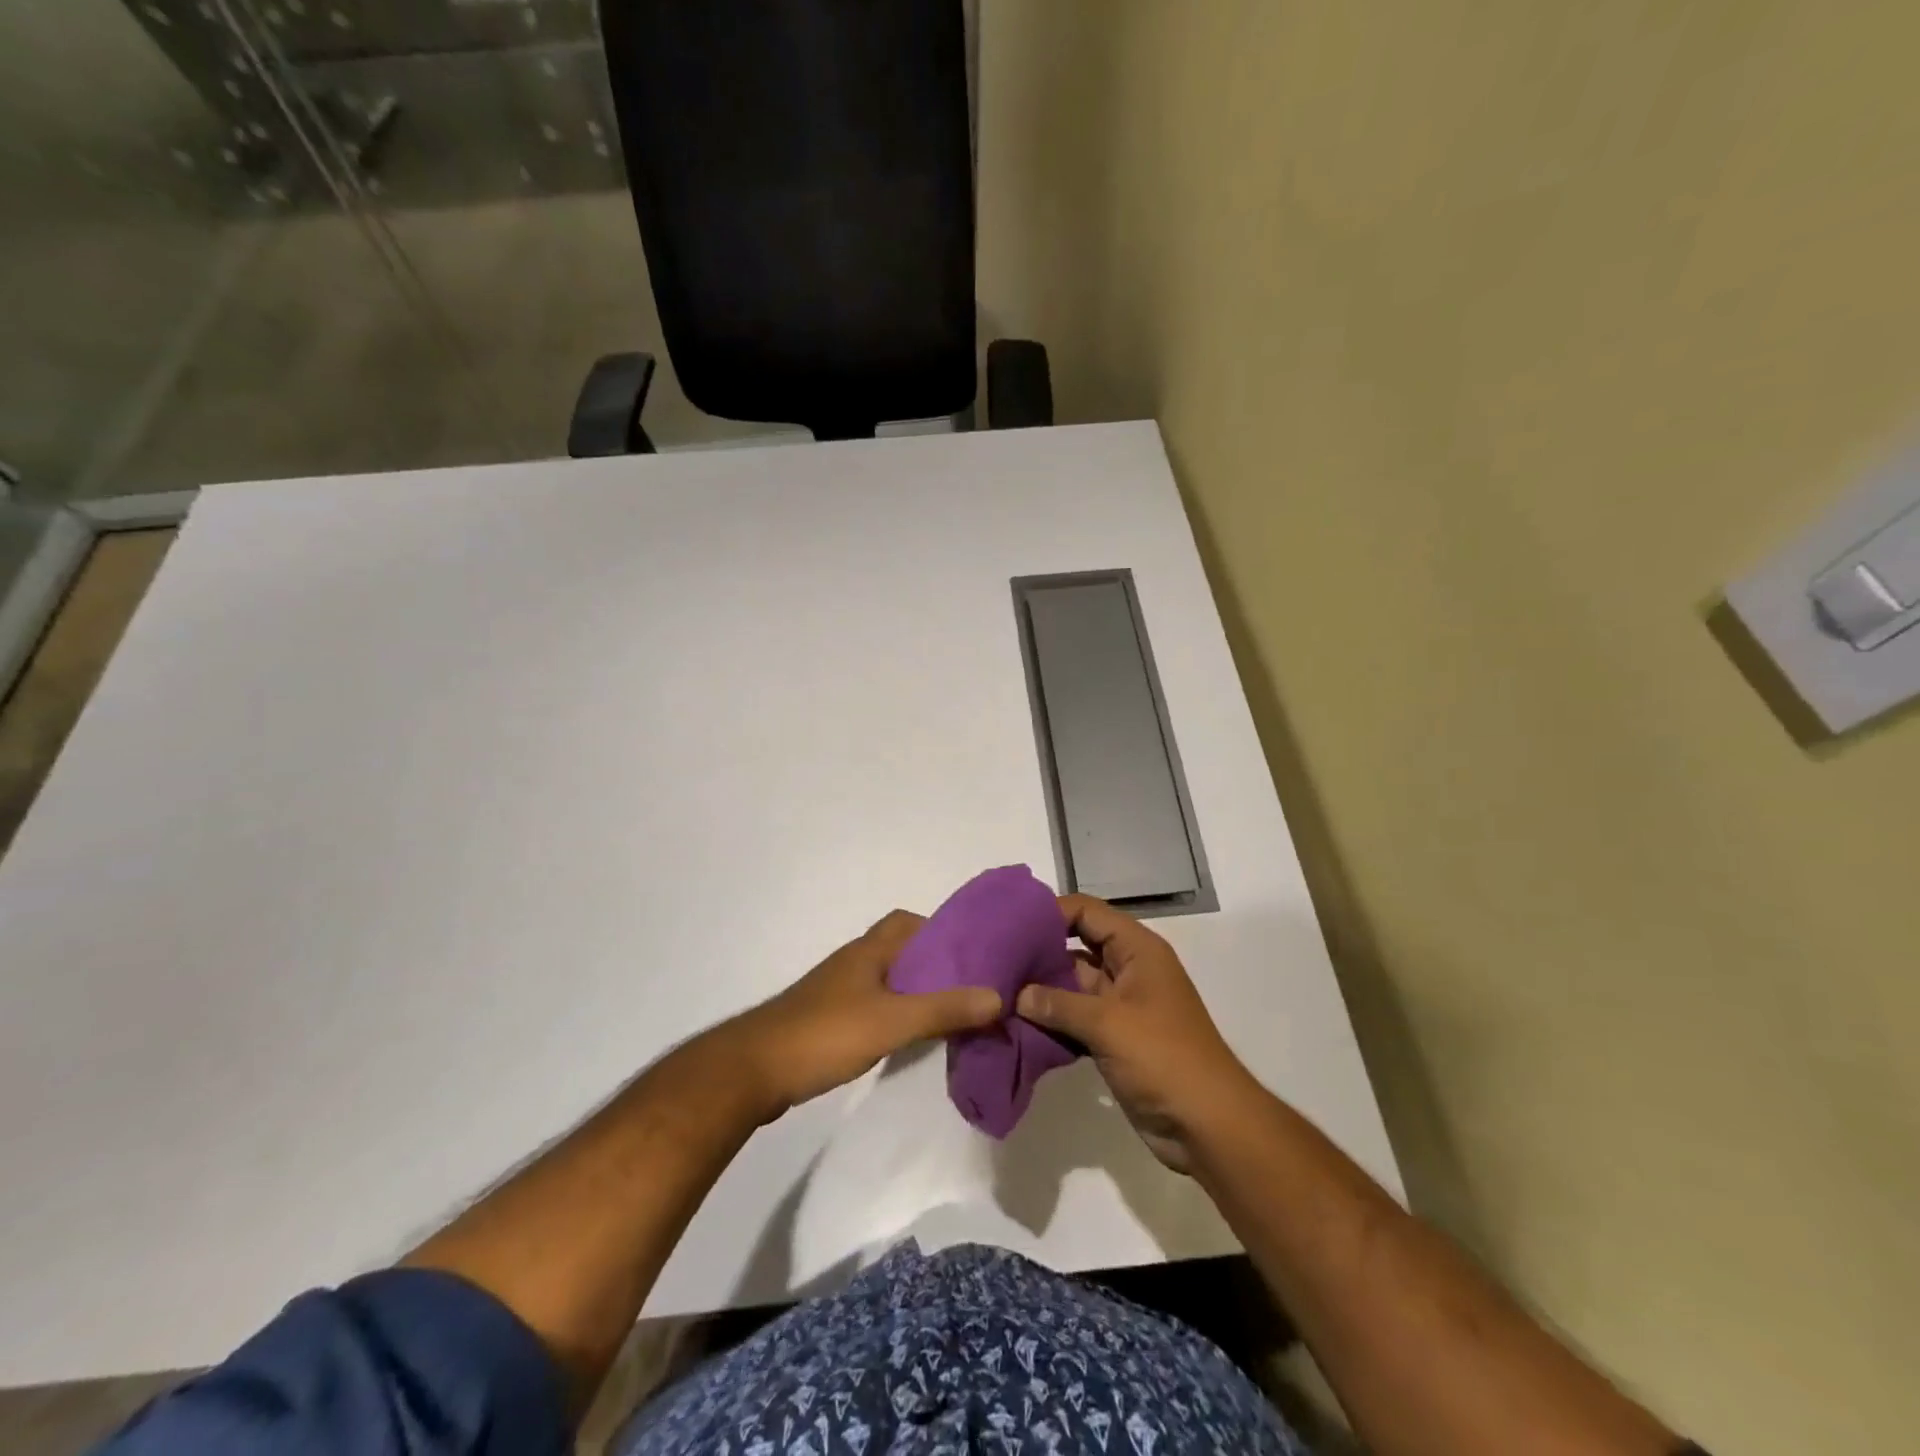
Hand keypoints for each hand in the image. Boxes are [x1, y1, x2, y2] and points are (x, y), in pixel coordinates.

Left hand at [726, 910, 1002, 1120]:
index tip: (972, 954)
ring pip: (887, 980)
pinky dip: (896, 1014)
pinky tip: (909, 1038)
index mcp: (868, 950)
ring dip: (916, 992)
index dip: (940, 931)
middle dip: (934, 965)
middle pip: (901, 951)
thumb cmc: (825, 1034)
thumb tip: (998, 997)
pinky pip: (873, 1005)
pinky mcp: (828, 1021)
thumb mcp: (892, 1021)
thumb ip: (944, 1009)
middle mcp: (854, 963)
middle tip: (969, 989)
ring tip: (950, 1014)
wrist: (753, 1070)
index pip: (908, 921)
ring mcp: (837, 992)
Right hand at [1017, 895, 1255, 1171]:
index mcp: (1137, 950)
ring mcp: (1120, 1006)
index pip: (1087, 913)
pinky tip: (1016, 1025)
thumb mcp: (1109, 1023)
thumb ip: (1058, 1003)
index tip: (1010, 924)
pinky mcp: (1113, 1038)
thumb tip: (1015, 994)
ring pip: (1072, 985)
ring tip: (996, 990)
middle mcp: (1128, 969)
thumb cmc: (1164, 1057)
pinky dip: (1050, 1020)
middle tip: (993, 958)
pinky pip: (1074, 1018)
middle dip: (1038, 952)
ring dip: (1040, 991)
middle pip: (1076, 946)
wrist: (1208, 1125)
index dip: (1051, 912)